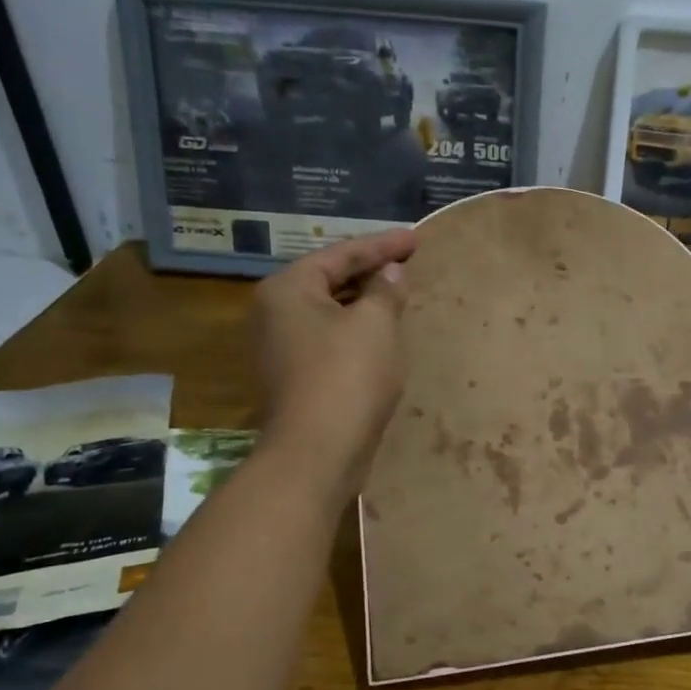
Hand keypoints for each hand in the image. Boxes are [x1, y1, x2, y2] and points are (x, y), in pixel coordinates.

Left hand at [248, 228, 416, 500]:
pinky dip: (356, 331)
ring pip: (330, 312)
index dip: (382, 245)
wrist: (318, 451)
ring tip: (397, 294)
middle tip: (407, 263)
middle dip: (369, 272)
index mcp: (288, 288)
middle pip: (329, 280)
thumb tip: (391, 273)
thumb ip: (385, 291)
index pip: (341, 254)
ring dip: (363, 303)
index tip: (415, 238)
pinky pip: (330, 339)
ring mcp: (281, 348)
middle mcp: (275, 312)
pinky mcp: (295, 377)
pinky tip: (381, 335)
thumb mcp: (375, 324)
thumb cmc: (347, 376)